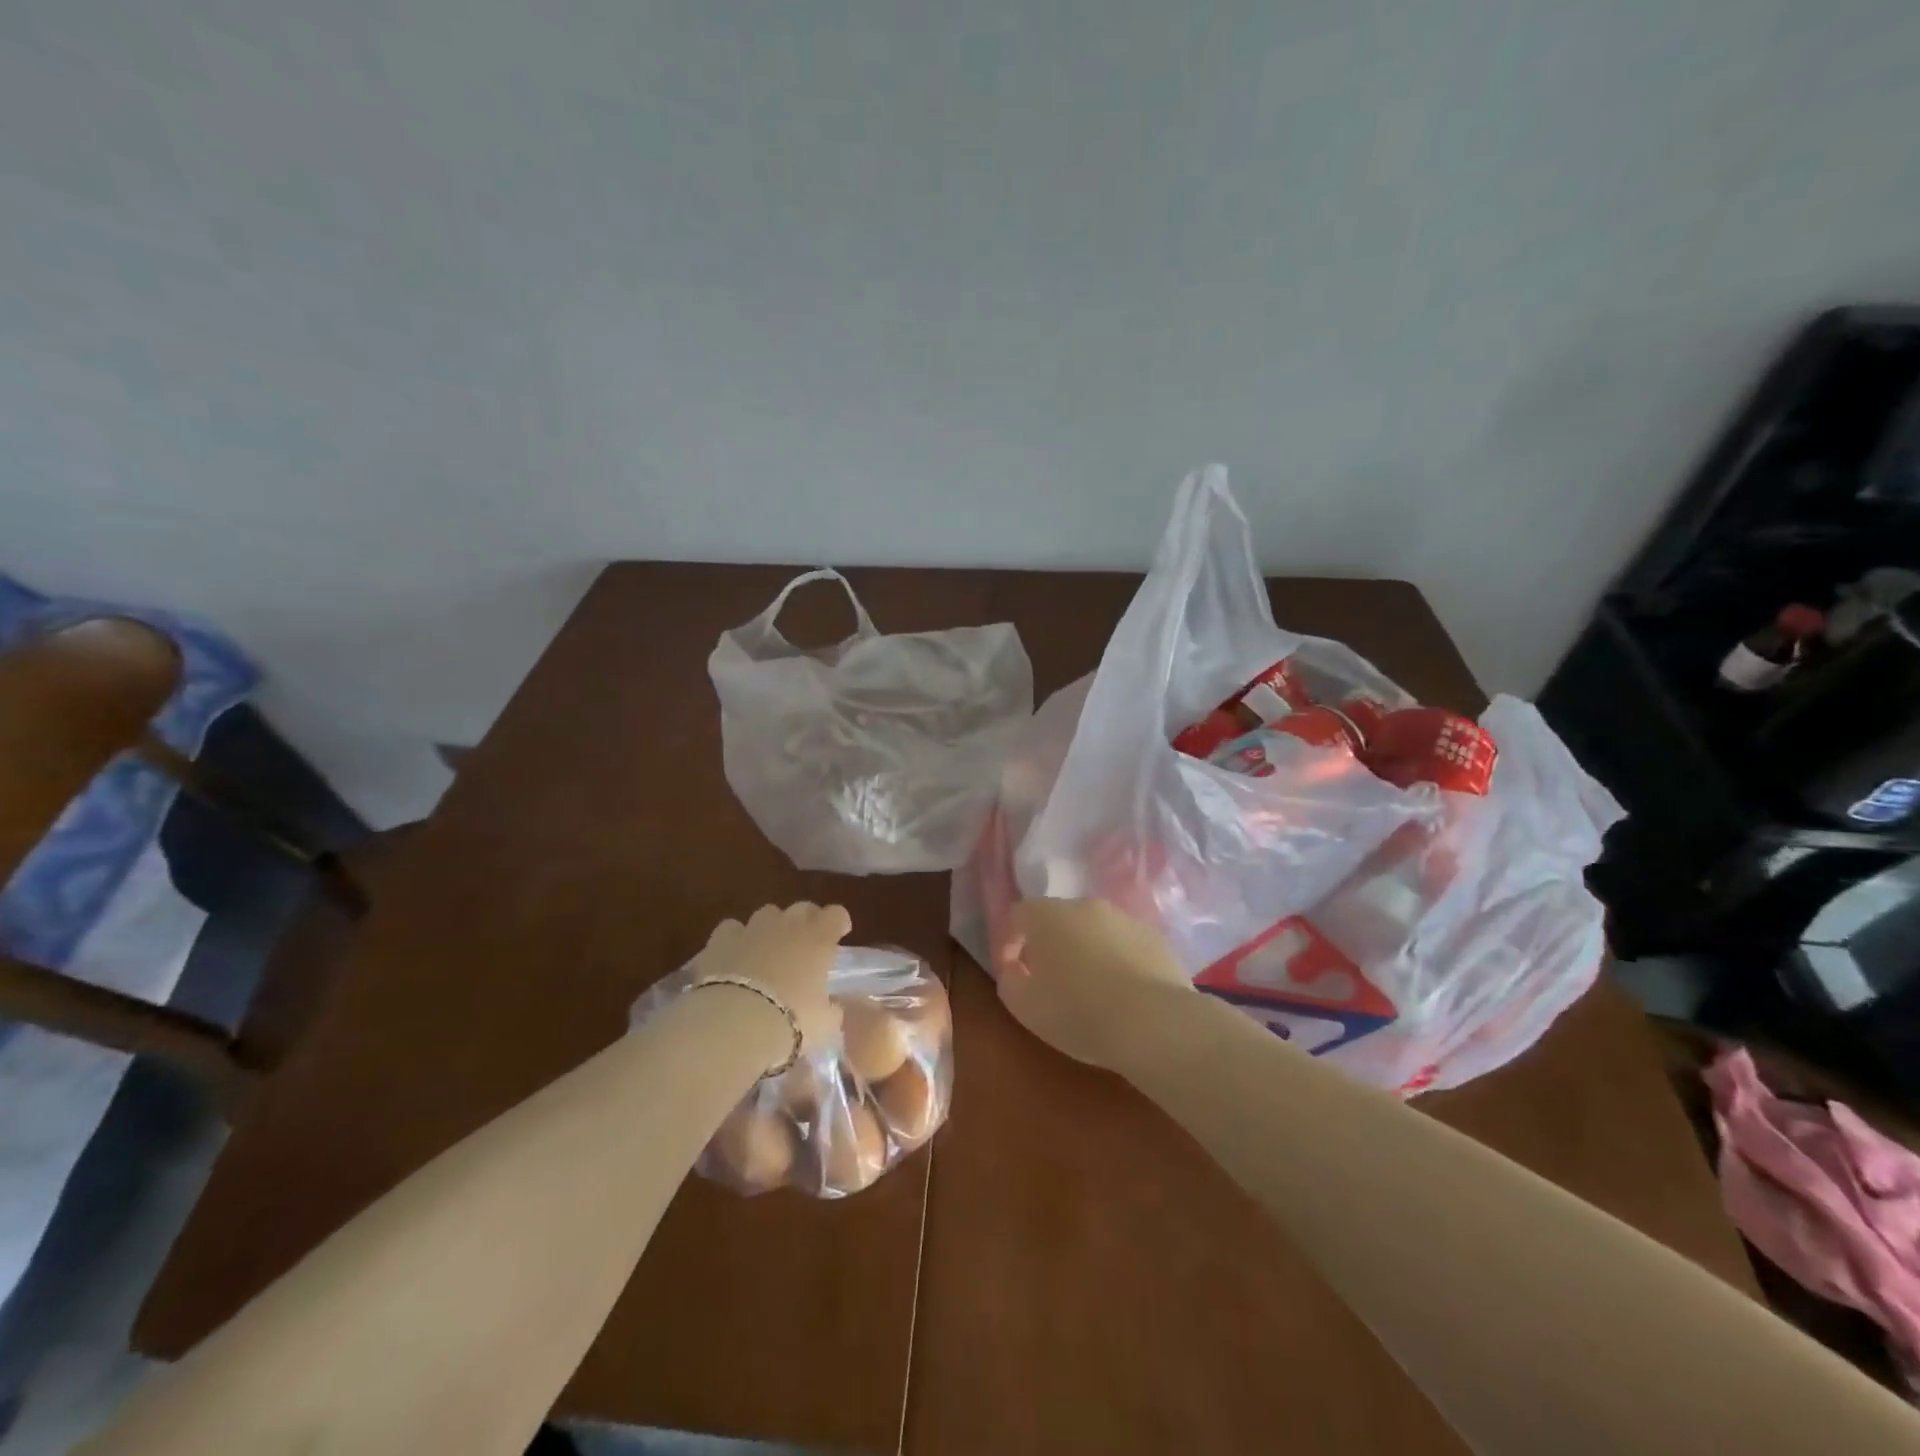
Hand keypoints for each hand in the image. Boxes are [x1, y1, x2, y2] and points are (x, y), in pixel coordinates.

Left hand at [693, 902, 850, 1058]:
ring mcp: (752, 928)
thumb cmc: (791, 1020)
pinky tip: (734, 956)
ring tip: (768, 950)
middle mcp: (787, 925)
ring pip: (766, 914)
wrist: (734, 1022)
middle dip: (806, 921)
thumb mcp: (824, 1023)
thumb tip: (831, 1008)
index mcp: (819, 938)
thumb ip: (830, 1010)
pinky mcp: (720, 940)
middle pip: (802, 908)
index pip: (836, 915)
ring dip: (771, 928)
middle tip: (805, 944)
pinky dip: (735, 939)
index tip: (839, 934)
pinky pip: (731, 929)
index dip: (838, 922)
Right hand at [996, 898, 1193, 1070]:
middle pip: (1059, 918)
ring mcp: (1125, 918)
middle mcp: (1086, 906)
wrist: (1153, 1023)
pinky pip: (1126, 944)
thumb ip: (1009, 979)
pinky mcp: (1156, 937)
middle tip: (1052, 980)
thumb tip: (1013, 966)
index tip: (1014, 970)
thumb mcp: (1024, 1006)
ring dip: (1087, 950)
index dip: (1011, 940)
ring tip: (1092, 988)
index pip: (1019, 914)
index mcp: (1048, 916)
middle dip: (1051, 944)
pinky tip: (1124, 992)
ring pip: (1096, 930)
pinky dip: (1119, 960)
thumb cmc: (1077, 1012)